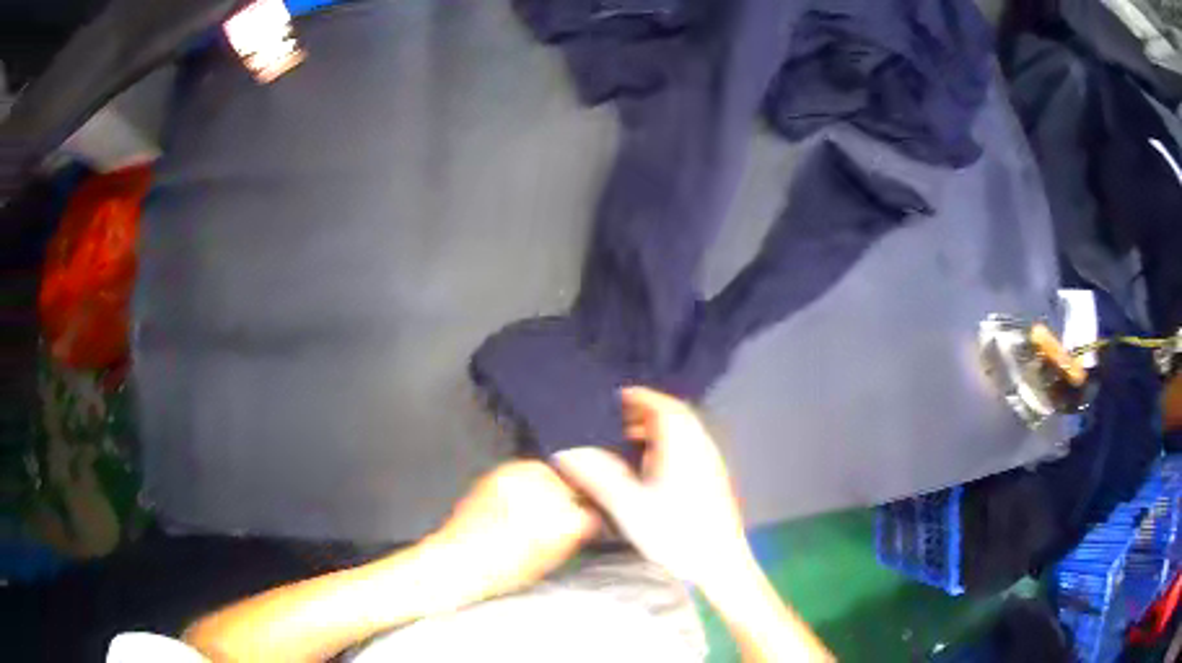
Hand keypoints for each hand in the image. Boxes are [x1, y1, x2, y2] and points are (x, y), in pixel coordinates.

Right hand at [554, 387, 749, 585]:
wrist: (720, 564)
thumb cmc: (675, 533)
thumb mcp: (629, 506)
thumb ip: (598, 475)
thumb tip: (566, 452)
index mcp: (682, 445)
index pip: (662, 406)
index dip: (639, 397)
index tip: (615, 398)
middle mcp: (700, 447)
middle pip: (675, 416)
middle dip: (646, 412)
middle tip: (616, 421)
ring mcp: (710, 463)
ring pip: (684, 433)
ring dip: (658, 430)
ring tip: (629, 443)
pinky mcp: (714, 480)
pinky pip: (690, 448)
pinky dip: (669, 446)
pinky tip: (652, 470)